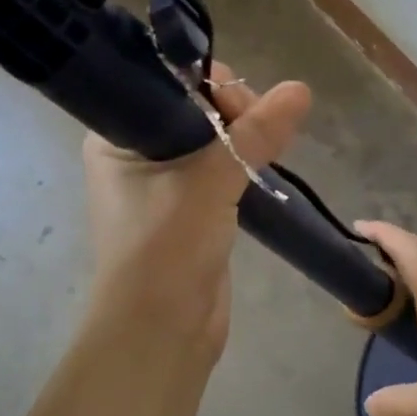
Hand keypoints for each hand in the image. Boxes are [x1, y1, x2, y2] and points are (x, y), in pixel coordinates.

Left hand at [83, 62, 310, 353]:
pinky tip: (267, 162)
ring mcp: (162, 184)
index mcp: (115, 138)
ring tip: (273, 143)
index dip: (206, 83)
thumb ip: (254, 135)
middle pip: (192, 110)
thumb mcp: (210, 183)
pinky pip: (219, 171)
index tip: (241, 103)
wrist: (161, 332)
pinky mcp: (190, 210)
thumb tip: (300, 90)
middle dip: (232, 111)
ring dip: (242, 139)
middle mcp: (134, 154)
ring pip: (210, 141)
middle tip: (263, 127)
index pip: (163, 86)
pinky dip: (243, 165)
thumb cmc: (166, 248)